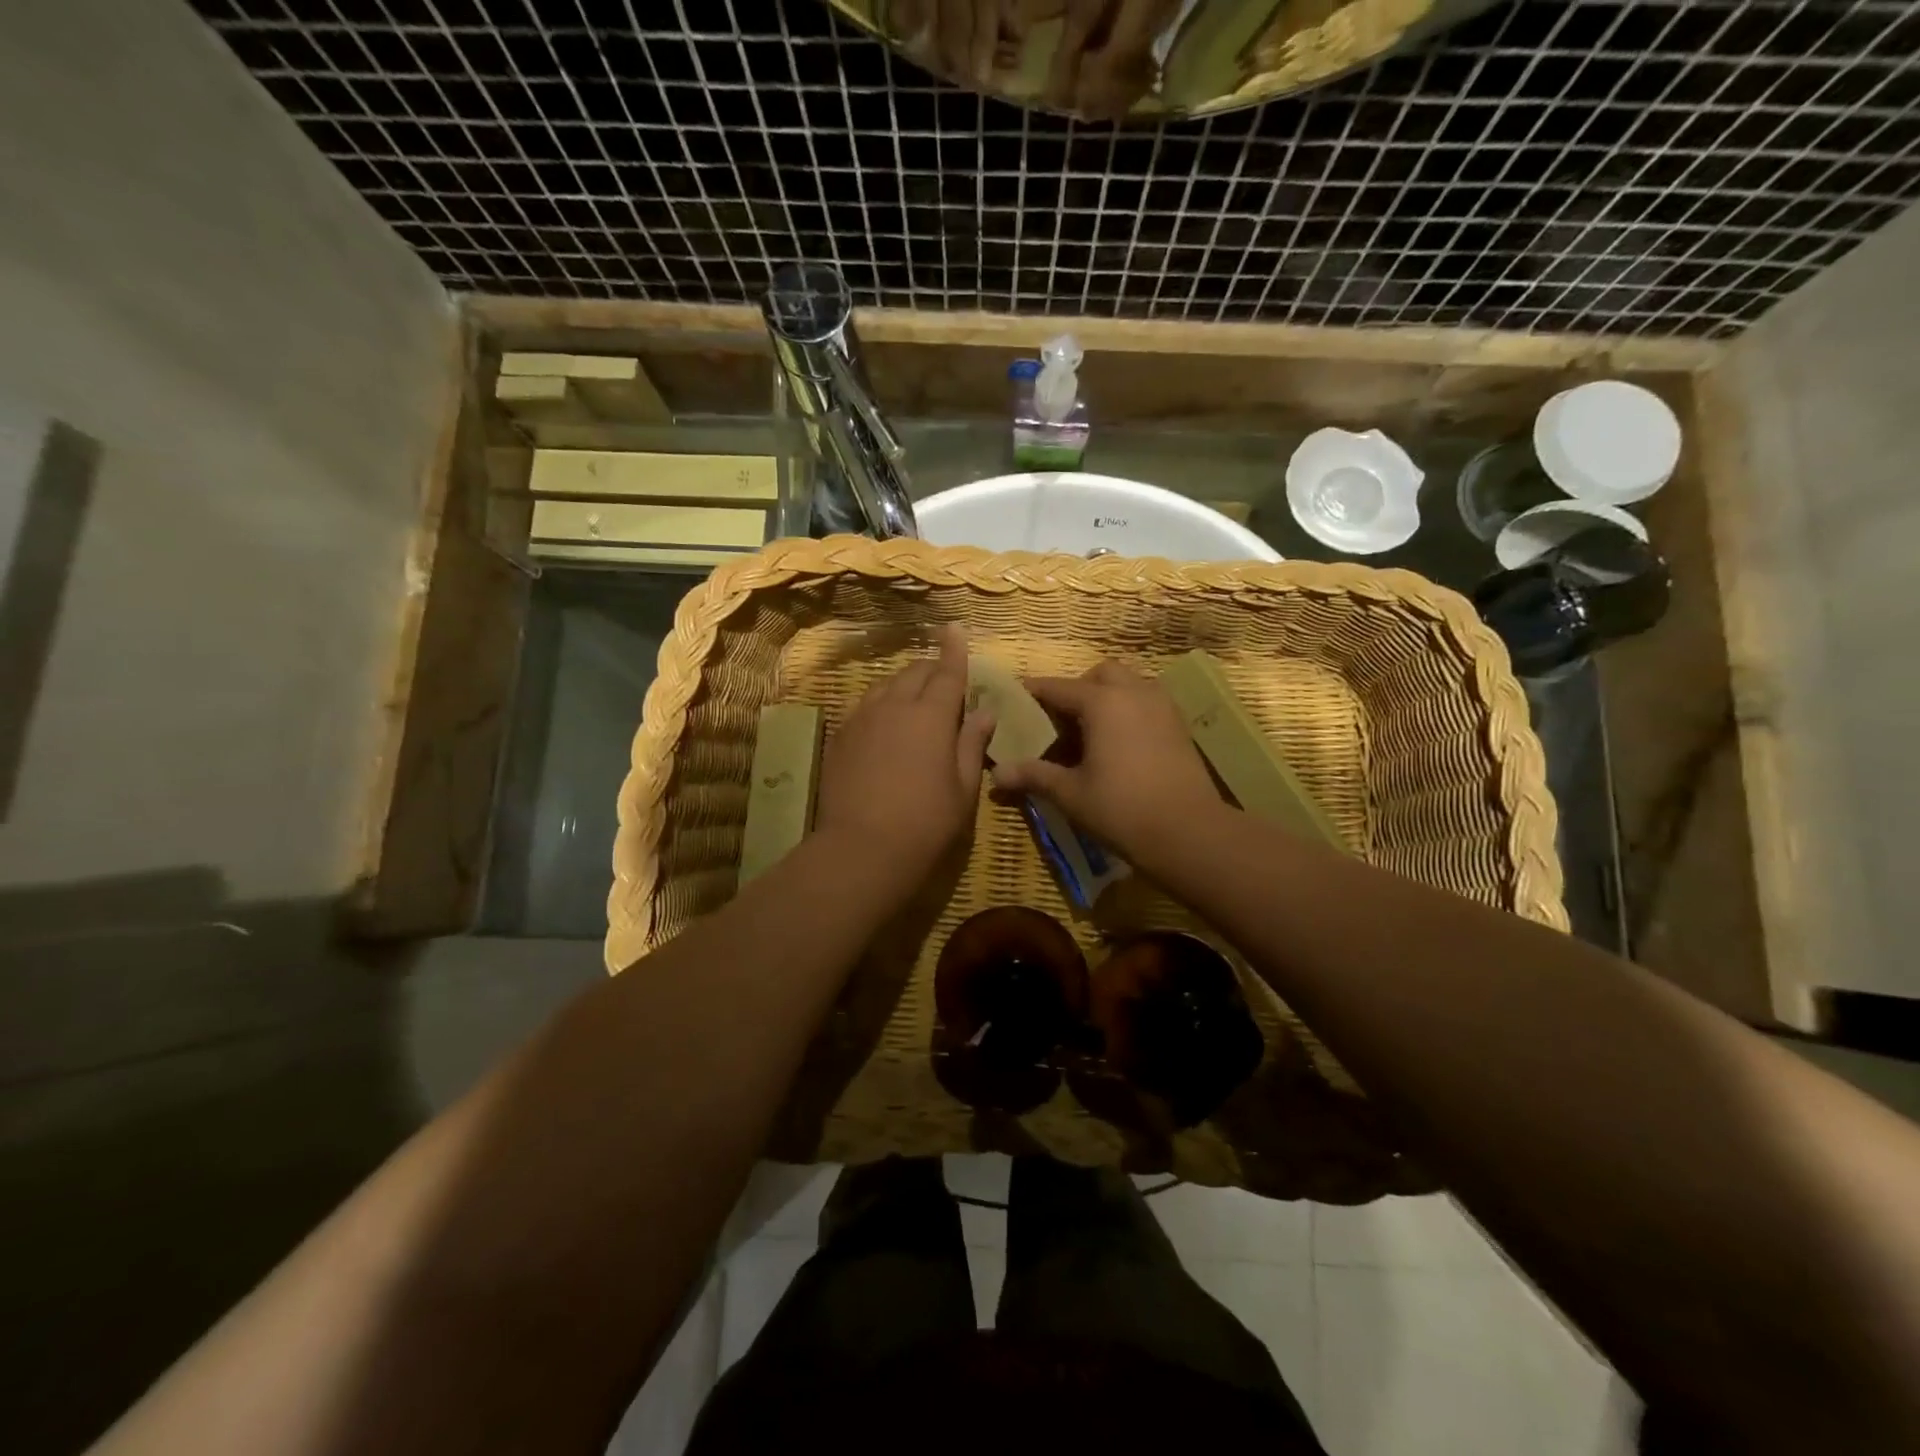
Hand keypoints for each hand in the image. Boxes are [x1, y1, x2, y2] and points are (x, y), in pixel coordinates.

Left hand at [815, 625, 994, 888]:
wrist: (861, 848)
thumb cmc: (926, 821)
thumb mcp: (963, 787)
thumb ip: (972, 744)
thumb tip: (984, 713)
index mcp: (932, 715)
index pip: (948, 671)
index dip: (955, 649)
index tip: (955, 627)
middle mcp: (895, 705)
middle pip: (915, 672)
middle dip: (933, 669)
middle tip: (945, 682)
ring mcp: (863, 718)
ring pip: (887, 685)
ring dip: (905, 685)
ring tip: (915, 702)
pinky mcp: (841, 736)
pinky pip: (866, 706)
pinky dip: (882, 705)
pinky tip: (886, 726)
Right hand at [991, 660, 1222, 866]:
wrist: (1190, 832)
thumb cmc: (1122, 808)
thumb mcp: (1070, 793)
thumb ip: (1033, 775)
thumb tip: (995, 774)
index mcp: (1102, 702)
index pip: (1057, 688)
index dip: (1032, 693)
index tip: (1013, 701)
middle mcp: (1134, 692)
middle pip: (1099, 674)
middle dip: (1077, 689)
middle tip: (1060, 721)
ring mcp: (1162, 706)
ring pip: (1129, 684)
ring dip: (1106, 697)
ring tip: (1090, 733)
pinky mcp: (1179, 725)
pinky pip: (1147, 702)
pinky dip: (1128, 711)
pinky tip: (1118, 745)